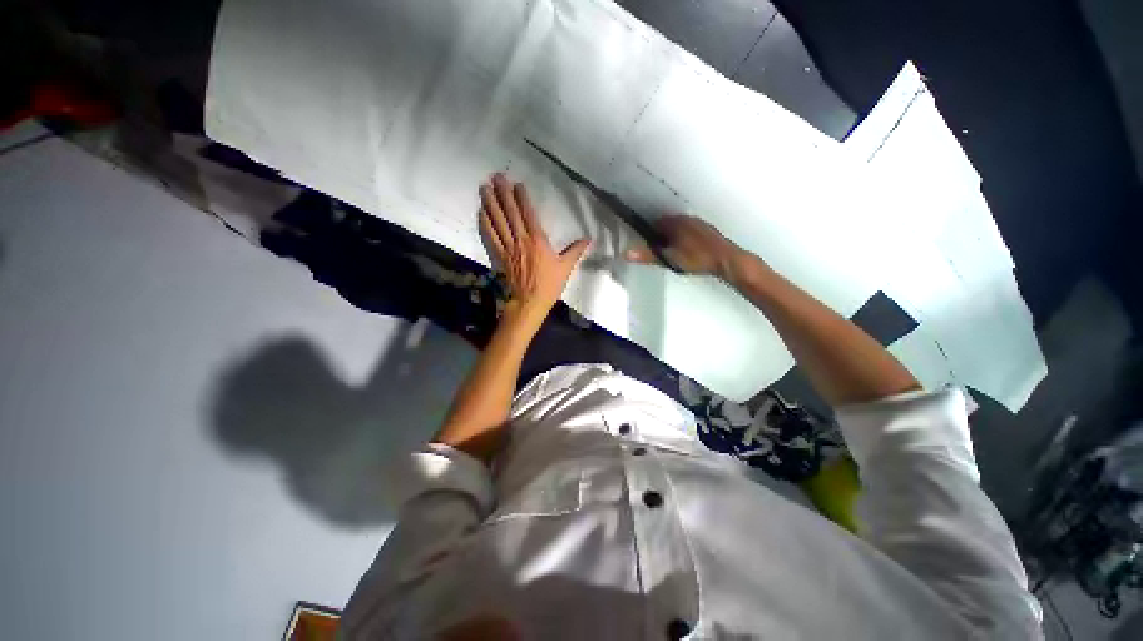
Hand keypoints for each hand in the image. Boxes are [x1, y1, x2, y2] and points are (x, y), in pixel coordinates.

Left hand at [480, 173, 590, 318]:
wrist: (530, 302)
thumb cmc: (549, 284)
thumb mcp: (566, 267)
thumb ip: (576, 251)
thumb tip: (589, 239)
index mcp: (538, 241)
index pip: (528, 214)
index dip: (522, 198)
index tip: (517, 184)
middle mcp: (521, 240)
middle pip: (511, 213)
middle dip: (503, 194)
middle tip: (496, 177)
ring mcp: (508, 248)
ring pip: (498, 222)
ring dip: (490, 204)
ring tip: (484, 188)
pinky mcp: (500, 256)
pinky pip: (491, 237)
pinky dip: (485, 224)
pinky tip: (481, 213)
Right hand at [625, 215, 742, 277]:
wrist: (726, 260)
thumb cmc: (695, 258)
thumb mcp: (669, 259)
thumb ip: (647, 256)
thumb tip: (624, 253)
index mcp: (675, 223)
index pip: (655, 222)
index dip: (648, 232)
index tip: (644, 243)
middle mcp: (686, 219)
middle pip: (667, 224)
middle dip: (660, 234)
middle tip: (656, 249)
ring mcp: (698, 224)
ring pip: (679, 227)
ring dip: (672, 236)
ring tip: (669, 250)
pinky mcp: (707, 231)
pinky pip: (689, 231)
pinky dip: (683, 238)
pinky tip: (685, 250)